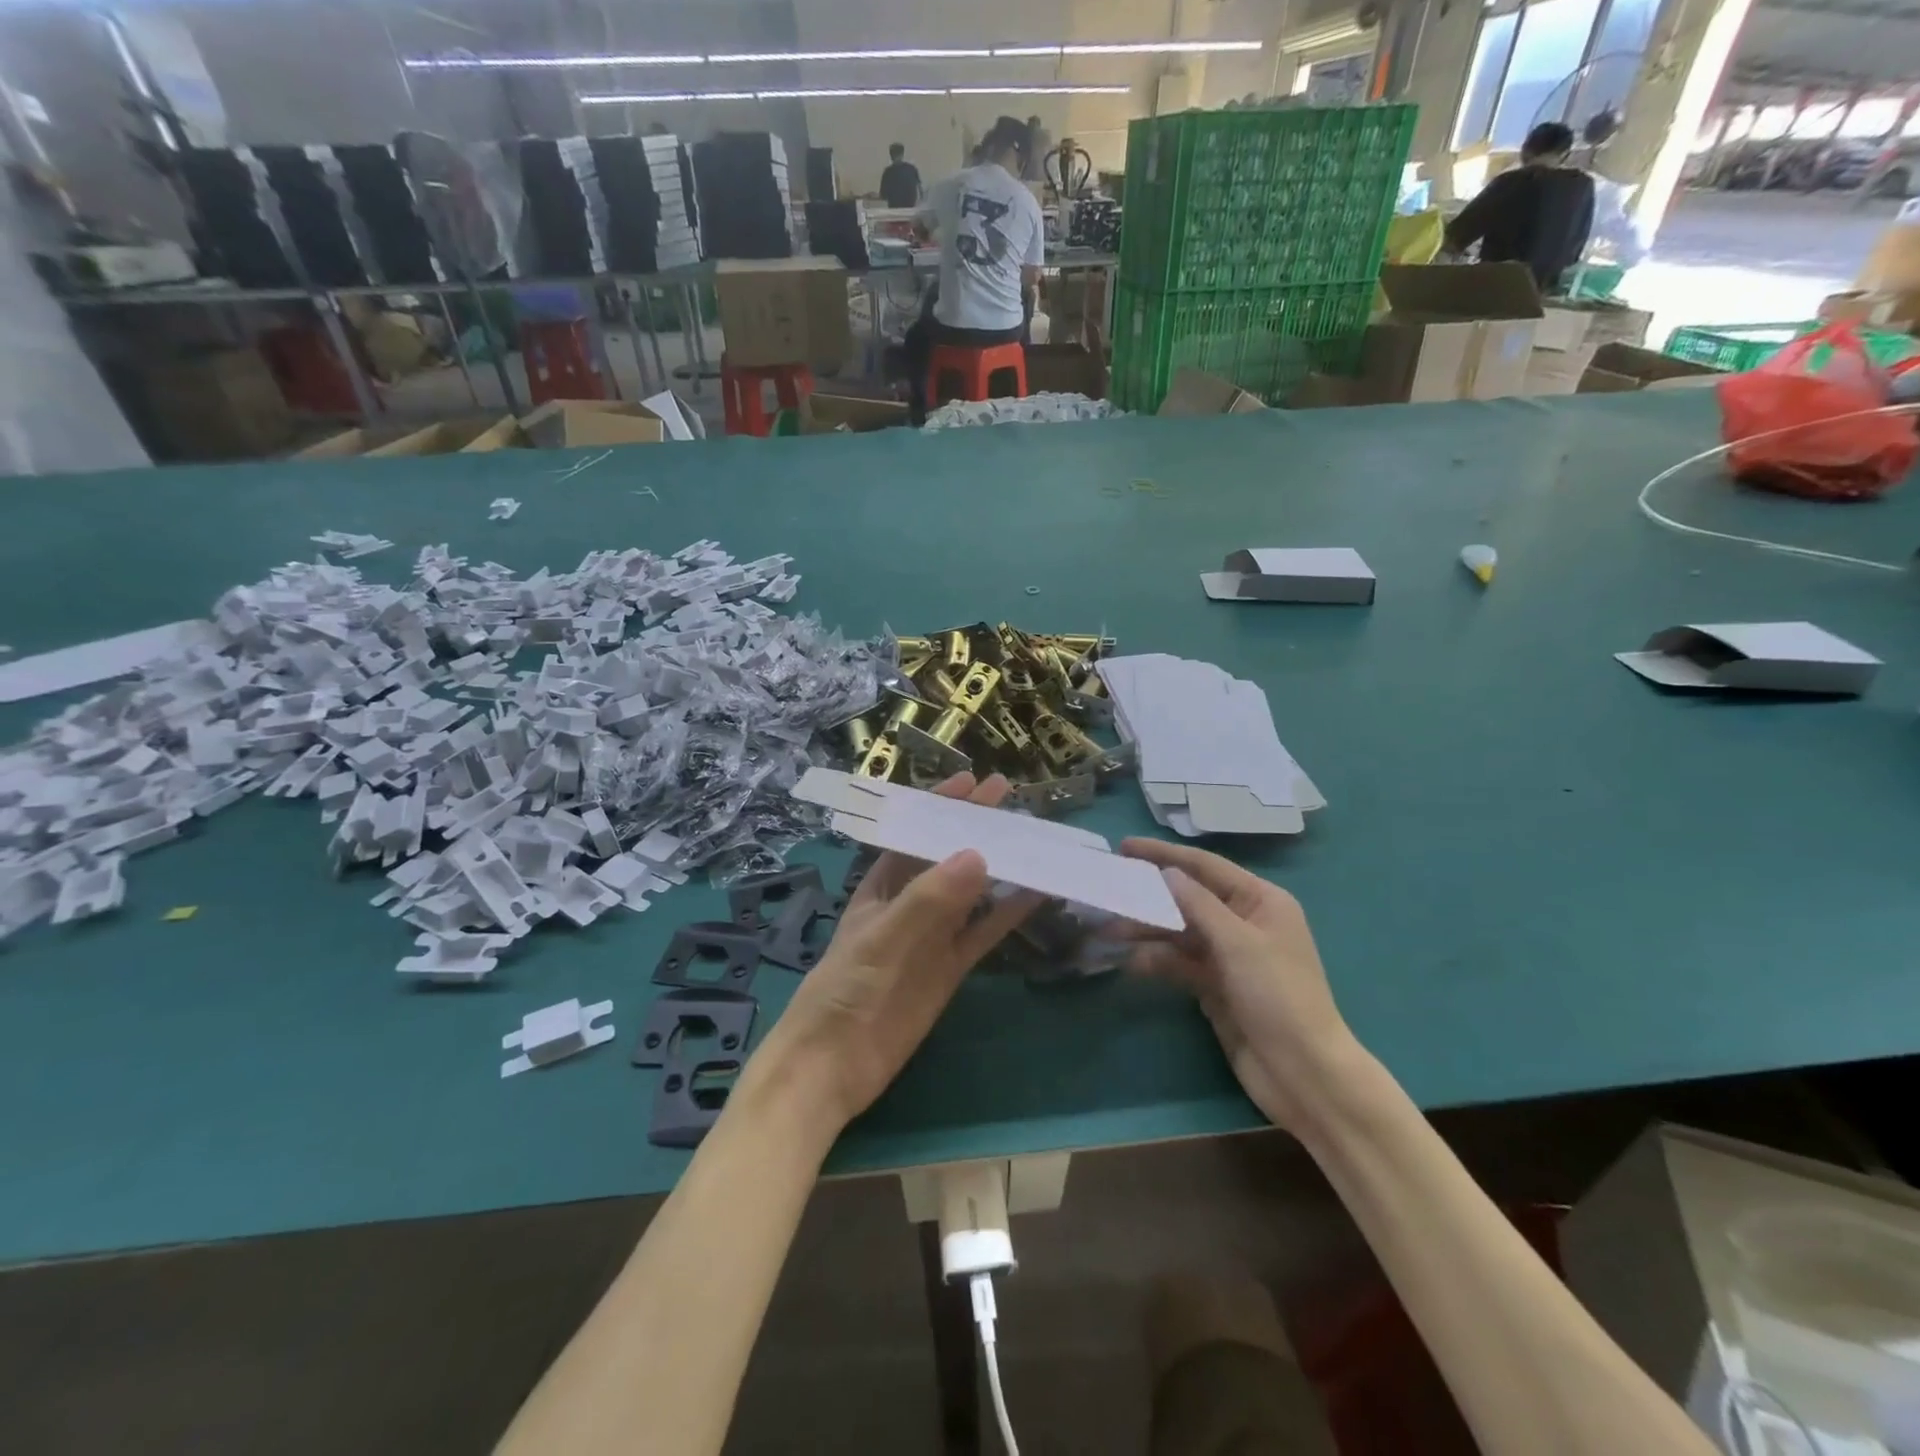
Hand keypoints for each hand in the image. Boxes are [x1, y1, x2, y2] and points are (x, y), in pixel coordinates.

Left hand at [750, 772, 1040, 1136]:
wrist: (833, 1066)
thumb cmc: (844, 990)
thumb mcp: (882, 937)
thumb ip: (929, 900)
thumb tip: (978, 854)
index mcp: (881, 887)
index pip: (914, 834)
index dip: (940, 807)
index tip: (973, 781)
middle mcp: (909, 905)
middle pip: (947, 857)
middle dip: (975, 828)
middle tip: (1011, 799)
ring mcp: (932, 937)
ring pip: (972, 893)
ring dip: (998, 867)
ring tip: (1033, 839)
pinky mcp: (949, 969)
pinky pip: (983, 933)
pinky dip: (1008, 914)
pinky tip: (1036, 895)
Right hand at [1121, 839, 1368, 1134]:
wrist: (1303, 1072)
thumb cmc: (1278, 996)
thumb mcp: (1238, 943)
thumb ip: (1198, 904)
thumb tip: (1167, 873)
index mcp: (1260, 901)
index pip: (1205, 867)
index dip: (1164, 855)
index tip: (1125, 847)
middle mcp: (1243, 921)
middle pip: (1188, 898)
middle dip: (1149, 895)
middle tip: (1109, 888)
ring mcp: (1228, 955)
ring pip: (1179, 931)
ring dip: (1146, 930)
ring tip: (1108, 931)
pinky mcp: (1215, 985)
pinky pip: (1179, 962)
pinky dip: (1156, 960)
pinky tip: (1130, 962)